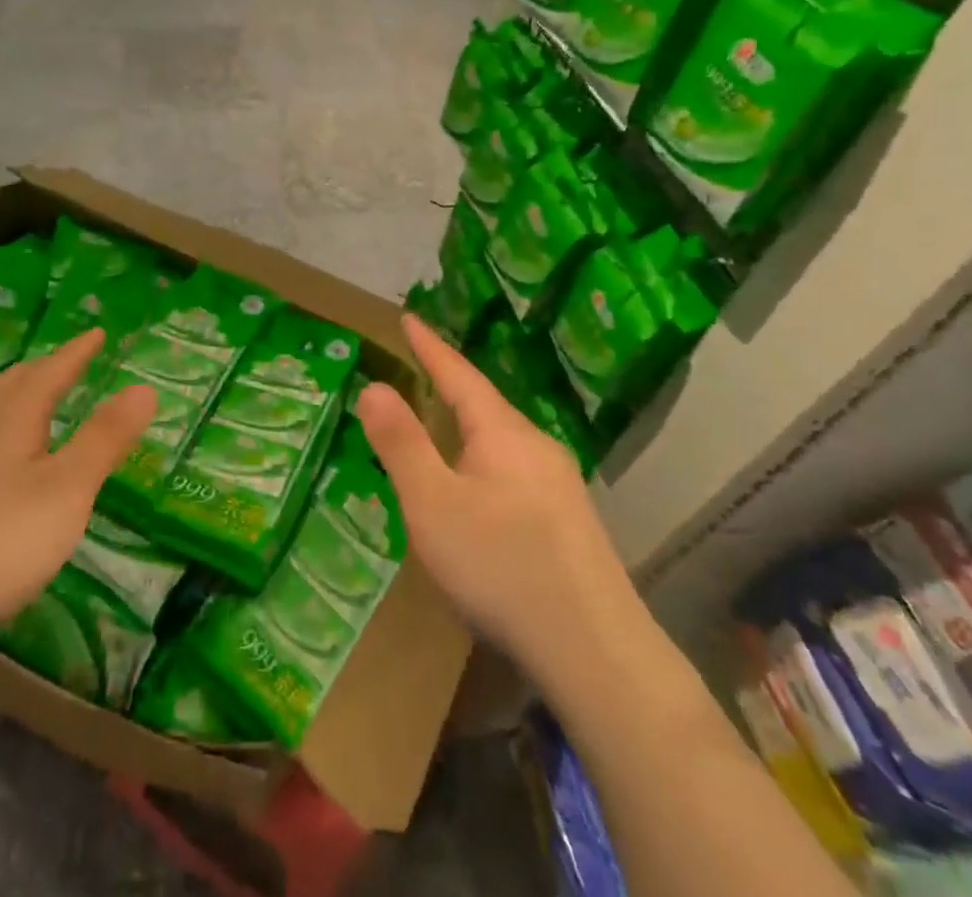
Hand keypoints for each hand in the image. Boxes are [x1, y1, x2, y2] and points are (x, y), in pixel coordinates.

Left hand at [0, 328, 155, 648]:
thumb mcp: (68, 489)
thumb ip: (105, 437)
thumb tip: (144, 387)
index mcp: (12, 414)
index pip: (52, 370)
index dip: (77, 351)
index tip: (96, 333)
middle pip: (13, 381)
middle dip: (44, 369)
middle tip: (66, 364)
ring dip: (10, 392)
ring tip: (22, 396)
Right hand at [354, 315, 640, 690]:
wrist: (598, 654)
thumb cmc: (501, 567)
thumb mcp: (432, 504)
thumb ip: (401, 443)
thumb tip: (373, 385)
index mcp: (502, 433)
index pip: (458, 375)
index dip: (430, 347)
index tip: (409, 317)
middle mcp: (536, 446)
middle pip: (484, 404)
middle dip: (449, 384)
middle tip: (419, 367)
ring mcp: (559, 485)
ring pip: (501, 439)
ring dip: (467, 425)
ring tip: (441, 422)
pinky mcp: (569, 521)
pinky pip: (514, 468)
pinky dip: (483, 458)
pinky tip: (478, 487)